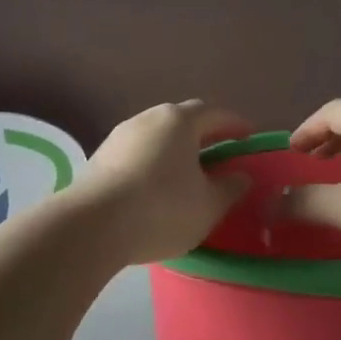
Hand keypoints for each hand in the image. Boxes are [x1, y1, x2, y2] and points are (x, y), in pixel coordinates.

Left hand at [79, 101, 253, 263]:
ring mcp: (118, 137)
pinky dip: (152, 165)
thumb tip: (241, 176)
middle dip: (203, 135)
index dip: (235, 124)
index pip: (215, 113)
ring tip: (188, 174)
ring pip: (156, 137)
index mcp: (179, 121)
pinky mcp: (99, 159)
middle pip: (182, 121)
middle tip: (219, 155)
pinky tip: (156, 188)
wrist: (92, 226)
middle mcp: (147, 119)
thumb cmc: (162, 209)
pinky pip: (136, 155)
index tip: (248, 137)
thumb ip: (230, 188)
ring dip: (175, 151)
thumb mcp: (209, 205)